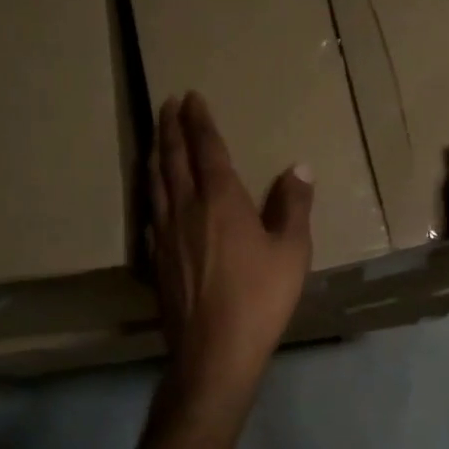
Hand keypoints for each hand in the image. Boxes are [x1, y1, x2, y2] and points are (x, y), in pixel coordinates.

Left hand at [149, 91, 313, 397]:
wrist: (214, 350)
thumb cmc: (260, 298)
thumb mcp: (292, 252)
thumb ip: (293, 206)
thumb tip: (299, 167)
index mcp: (221, 200)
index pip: (207, 149)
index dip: (200, 121)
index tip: (192, 98)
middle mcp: (186, 208)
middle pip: (174, 159)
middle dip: (171, 128)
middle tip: (168, 104)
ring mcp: (165, 234)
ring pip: (156, 183)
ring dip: (156, 155)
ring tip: (155, 139)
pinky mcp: (156, 259)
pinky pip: (150, 215)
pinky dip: (150, 195)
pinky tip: (152, 201)